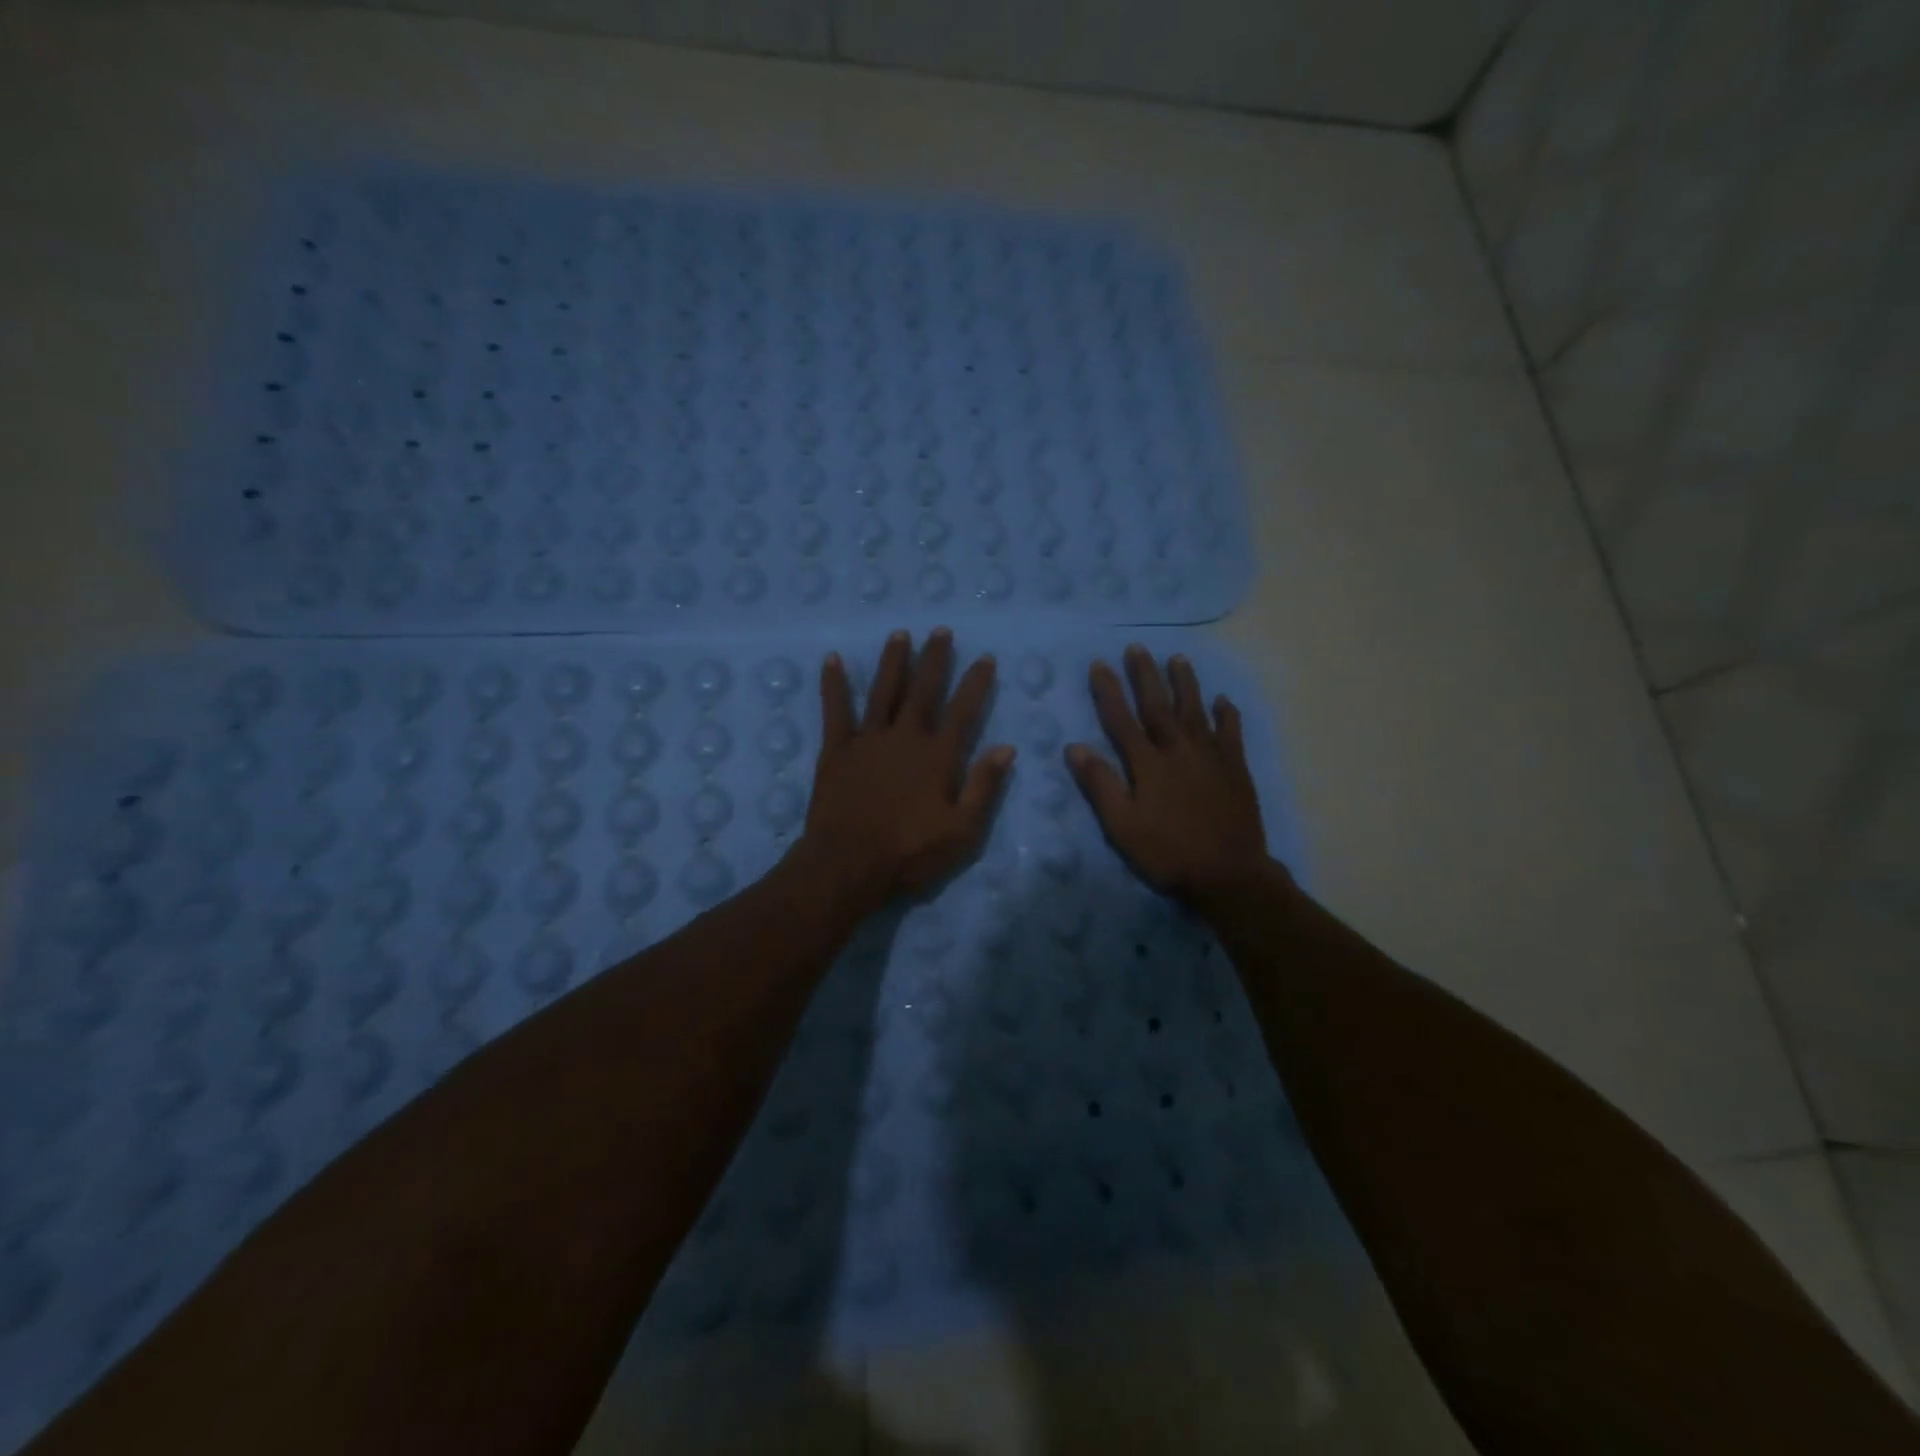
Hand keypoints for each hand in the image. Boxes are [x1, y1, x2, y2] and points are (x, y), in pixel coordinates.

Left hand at [801, 628, 1015, 911]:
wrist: (848, 865)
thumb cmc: (909, 853)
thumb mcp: (962, 831)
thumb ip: (984, 787)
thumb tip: (1006, 748)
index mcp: (938, 756)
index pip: (963, 710)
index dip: (976, 683)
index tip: (985, 658)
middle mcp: (905, 737)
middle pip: (923, 690)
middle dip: (935, 659)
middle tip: (941, 631)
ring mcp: (868, 739)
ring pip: (884, 691)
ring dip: (894, 661)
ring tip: (900, 634)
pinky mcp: (836, 749)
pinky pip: (835, 709)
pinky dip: (834, 684)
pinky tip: (832, 659)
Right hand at [1066, 645, 1269, 908]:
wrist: (1228, 874)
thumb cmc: (1168, 853)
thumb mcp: (1122, 826)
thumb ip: (1100, 785)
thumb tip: (1074, 747)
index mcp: (1149, 764)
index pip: (1122, 719)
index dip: (1109, 691)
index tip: (1100, 664)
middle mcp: (1179, 750)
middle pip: (1159, 705)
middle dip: (1145, 675)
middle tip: (1137, 648)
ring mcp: (1211, 756)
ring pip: (1196, 710)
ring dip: (1185, 683)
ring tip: (1178, 658)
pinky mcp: (1236, 769)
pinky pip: (1231, 732)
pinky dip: (1227, 714)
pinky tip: (1223, 700)